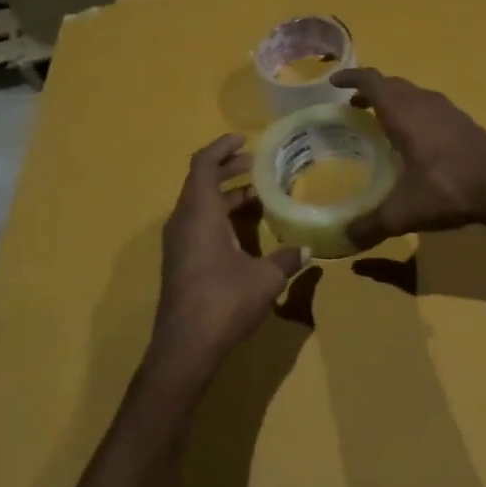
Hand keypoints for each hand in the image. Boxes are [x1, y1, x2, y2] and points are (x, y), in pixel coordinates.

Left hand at [150, 134, 307, 375]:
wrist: (185, 347)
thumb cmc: (224, 301)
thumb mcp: (265, 278)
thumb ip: (287, 259)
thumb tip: (307, 251)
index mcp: (199, 214)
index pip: (203, 165)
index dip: (221, 147)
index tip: (244, 139)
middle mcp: (183, 222)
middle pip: (200, 182)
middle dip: (226, 168)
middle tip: (255, 164)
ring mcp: (178, 243)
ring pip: (199, 205)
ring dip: (224, 195)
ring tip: (256, 194)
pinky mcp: (180, 262)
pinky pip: (198, 224)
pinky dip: (219, 215)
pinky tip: (244, 229)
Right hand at [330, 68, 485, 248]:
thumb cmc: (448, 188)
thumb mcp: (404, 211)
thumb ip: (371, 225)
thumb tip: (344, 240)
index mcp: (404, 113)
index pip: (372, 82)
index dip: (351, 79)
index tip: (333, 83)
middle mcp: (424, 104)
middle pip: (393, 85)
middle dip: (371, 90)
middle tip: (352, 106)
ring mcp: (448, 112)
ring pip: (414, 95)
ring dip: (395, 101)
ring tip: (380, 120)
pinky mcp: (465, 124)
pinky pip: (431, 109)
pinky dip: (414, 114)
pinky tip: (415, 140)